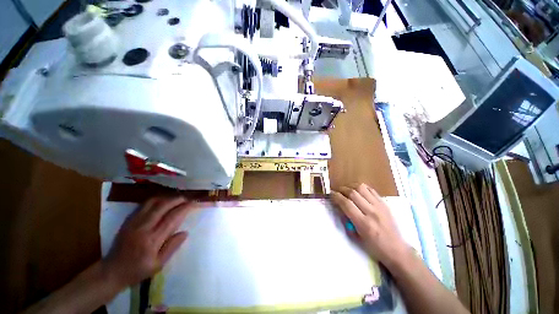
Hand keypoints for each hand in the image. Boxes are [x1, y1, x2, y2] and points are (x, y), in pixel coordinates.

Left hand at [103, 196, 194, 287]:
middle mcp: (143, 228)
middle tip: (187, 198)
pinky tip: (162, 201)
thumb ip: (172, 247)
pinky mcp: (128, 220)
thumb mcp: (158, 265)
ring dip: (167, 198)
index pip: (172, 218)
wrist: (111, 271)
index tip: (193, 203)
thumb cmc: (137, 270)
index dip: (184, 208)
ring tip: (176, 199)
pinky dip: (156, 200)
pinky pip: (144, 205)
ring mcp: (134, 222)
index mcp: (152, 240)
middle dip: (177, 199)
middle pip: (163, 206)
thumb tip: (185, 232)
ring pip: (153, 202)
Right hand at [331, 184, 409, 268]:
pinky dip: (361, 187)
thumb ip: (347, 220)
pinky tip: (357, 191)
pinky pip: (371, 190)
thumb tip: (339, 206)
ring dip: (351, 186)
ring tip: (346, 189)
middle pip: (353, 193)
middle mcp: (372, 212)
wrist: (397, 250)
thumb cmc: (374, 247)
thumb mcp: (356, 237)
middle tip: (337, 191)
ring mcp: (379, 206)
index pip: (346, 204)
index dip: (336, 196)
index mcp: (364, 223)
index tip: (331, 194)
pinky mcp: (384, 203)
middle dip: (342, 189)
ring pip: (362, 188)